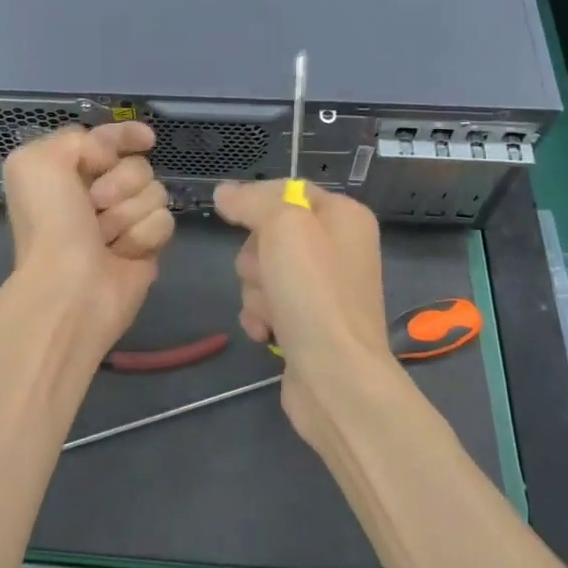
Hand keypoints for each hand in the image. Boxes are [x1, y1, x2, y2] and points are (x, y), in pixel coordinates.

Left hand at [1, 122, 174, 357]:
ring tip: (105, 237)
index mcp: (67, 172)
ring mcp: (125, 220)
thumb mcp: (36, 162)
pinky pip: (164, 222)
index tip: (145, 139)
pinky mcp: (147, 246)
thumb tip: (109, 153)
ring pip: (155, 192)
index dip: (125, 136)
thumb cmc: (50, 223)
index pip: (108, 139)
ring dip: (128, 212)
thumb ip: (74, 138)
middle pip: (138, 165)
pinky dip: (142, 236)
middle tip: (95, 204)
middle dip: (120, 182)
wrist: (70, 288)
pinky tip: (123, 254)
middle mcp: (96, 194)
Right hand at [213, 181, 396, 448]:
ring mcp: (322, 288)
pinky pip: (267, 304)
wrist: (336, 377)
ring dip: (256, 290)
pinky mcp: (307, 322)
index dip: (257, 200)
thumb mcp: (282, 226)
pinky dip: (260, 315)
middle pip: (270, 232)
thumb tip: (224, 192)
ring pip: (263, 270)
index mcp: (343, 216)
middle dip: (256, 255)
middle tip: (268, 274)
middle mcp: (337, 248)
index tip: (232, 214)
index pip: (288, 189)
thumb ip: (252, 201)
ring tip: (272, 311)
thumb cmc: (314, 292)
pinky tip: (266, 332)